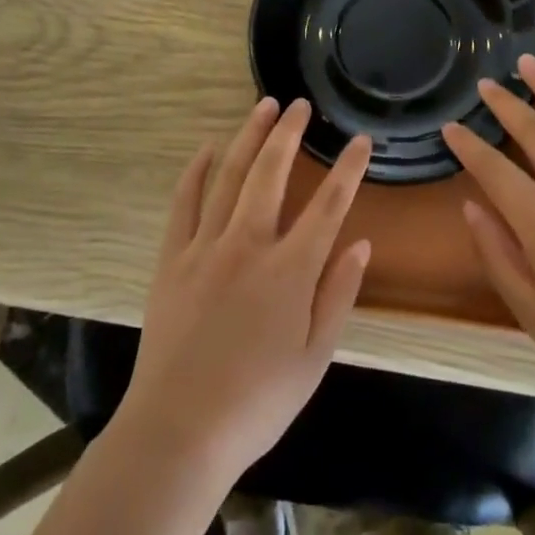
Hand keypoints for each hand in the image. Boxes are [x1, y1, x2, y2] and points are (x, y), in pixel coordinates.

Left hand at [120, 98, 372, 482]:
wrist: (179, 430)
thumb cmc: (257, 402)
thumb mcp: (315, 358)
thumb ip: (338, 295)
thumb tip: (362, 244)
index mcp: (290, 270)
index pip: (329, 205)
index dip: (348, 169)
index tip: (360, 140)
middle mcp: (249, 245)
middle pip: (271, 173)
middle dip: (289, 133)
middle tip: (300, 104)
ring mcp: (206, 247)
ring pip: (230, 176)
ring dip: (248, 137)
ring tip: (263, 107)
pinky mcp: (172, 258)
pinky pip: (184, 203)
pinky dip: (196, 171)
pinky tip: (207, 149)